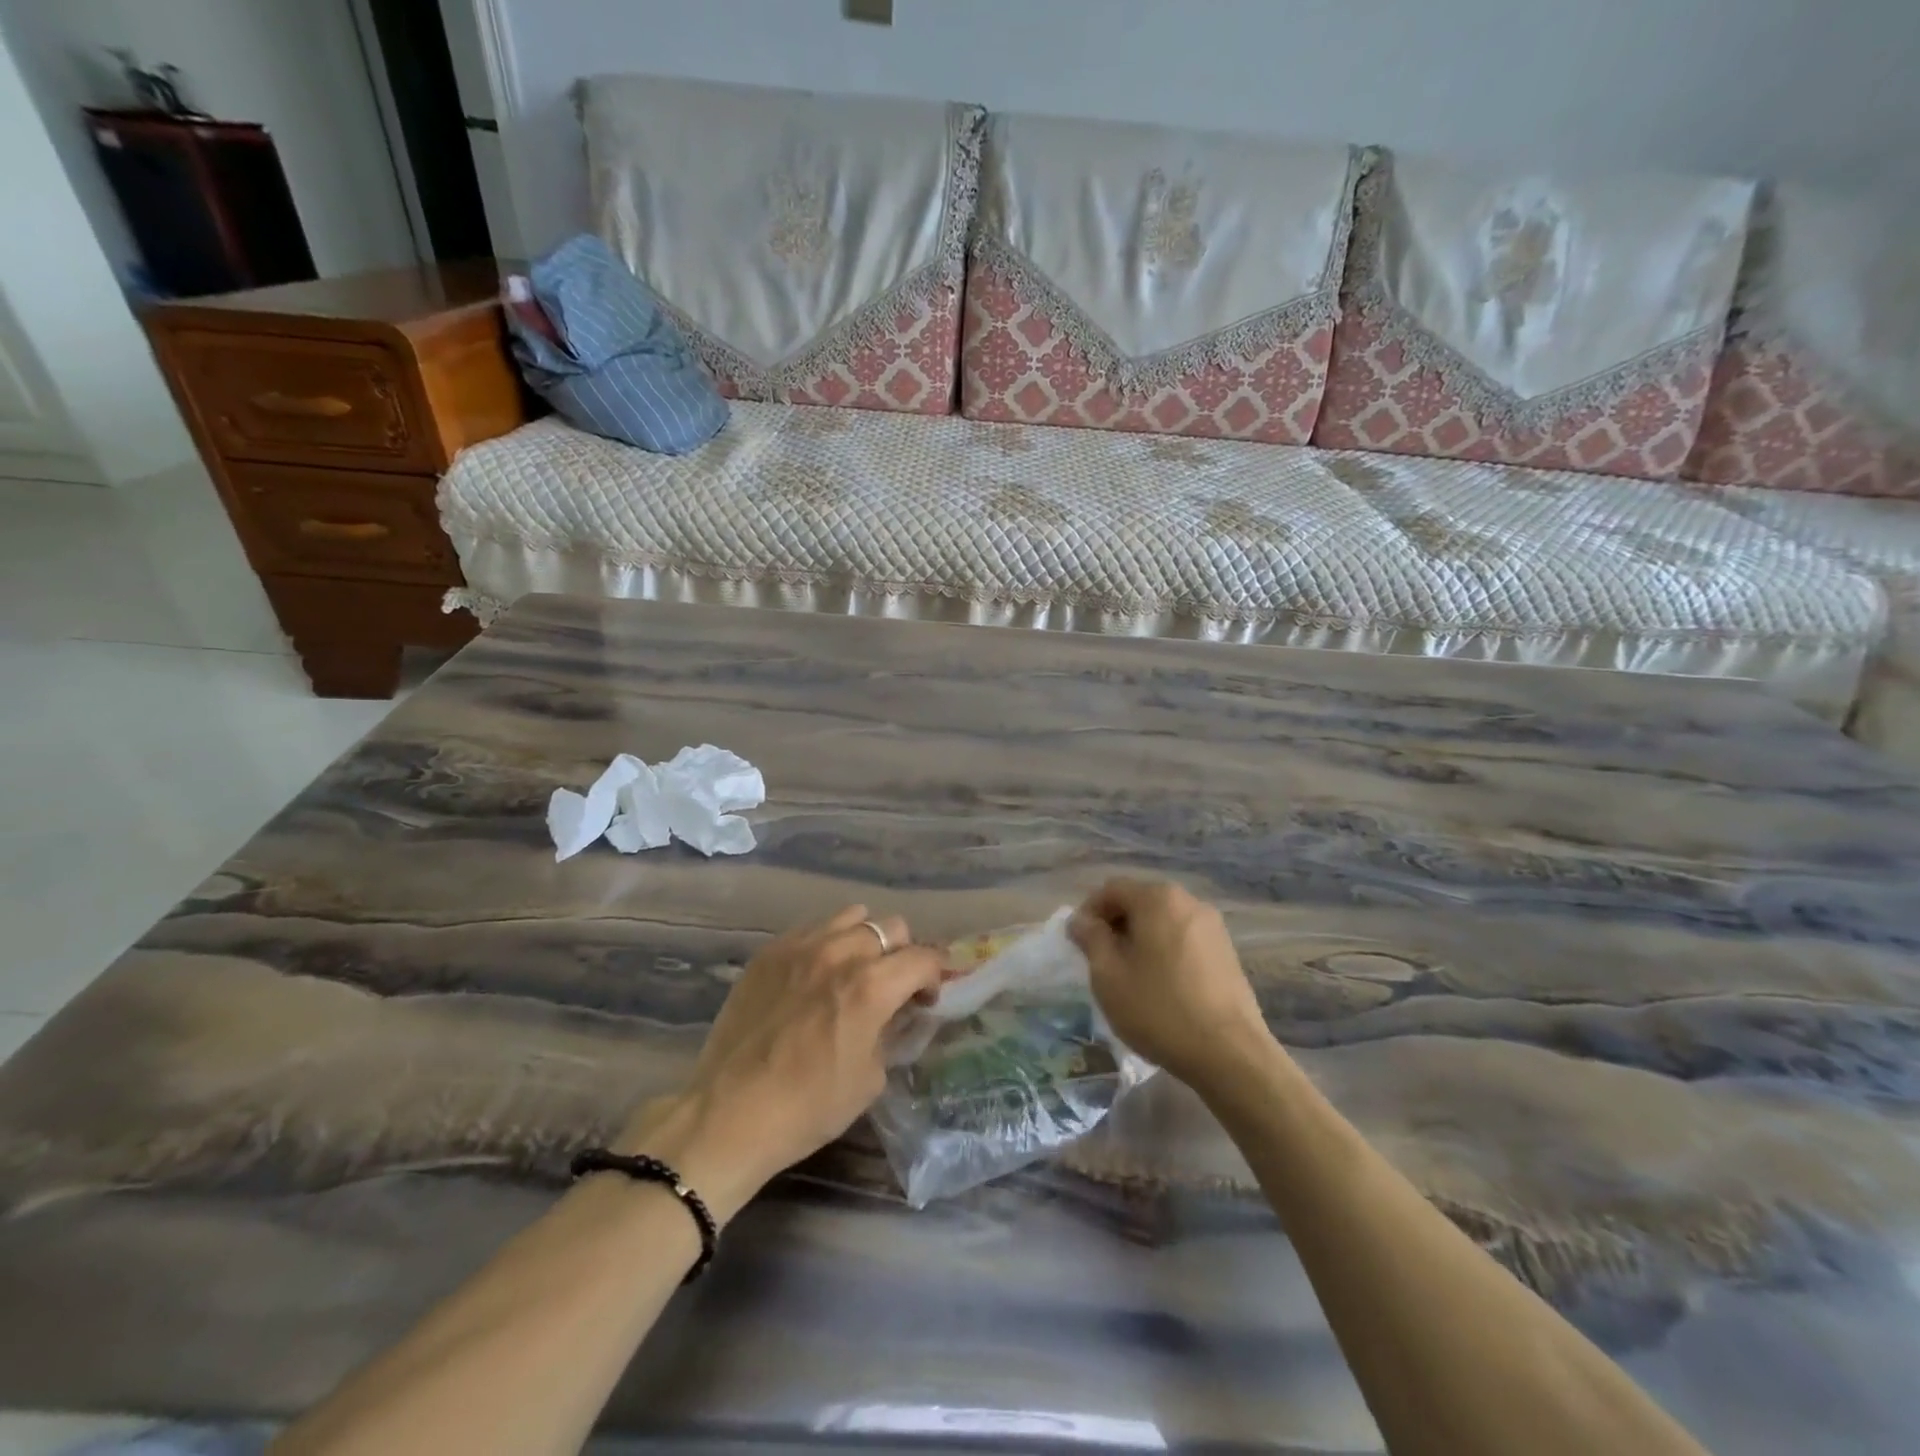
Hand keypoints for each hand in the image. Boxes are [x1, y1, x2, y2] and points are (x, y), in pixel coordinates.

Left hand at [621, 905, 941, 1220]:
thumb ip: (889, 1032)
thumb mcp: (870, 1078)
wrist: (729, 1114)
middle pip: (890, 927)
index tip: (929, 994)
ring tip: (855, 969)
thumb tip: (893, 1013)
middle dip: (903, 953)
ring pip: (852, 917)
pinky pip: (812, 929)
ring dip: (865, 940)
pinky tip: (816, 974)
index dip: (936, 973)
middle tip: (894, 984)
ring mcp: (800, 947)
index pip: (923, 958)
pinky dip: (827, 944)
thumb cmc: (808, 1107)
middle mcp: (840, 953)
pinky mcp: (769, 952)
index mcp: (871, 986)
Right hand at [1069, 878, 1273, 1094]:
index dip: (1089, 912)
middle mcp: (1189, 902)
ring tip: (1130, 976)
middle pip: (1140, 902)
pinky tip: (1161, 986)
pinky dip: (1165, 952)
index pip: (1111, 890)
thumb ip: (1091, 939)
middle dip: (1115, 926)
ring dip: (1140, 940)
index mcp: (1158, 898)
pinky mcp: (1227, 953)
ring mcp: (1213, 927)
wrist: (1229, 1054)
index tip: (1078, 945)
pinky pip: (1184, 940)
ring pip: (1163, 922)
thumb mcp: (1108, 975)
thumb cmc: (1159, 1008)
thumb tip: (1081, 920)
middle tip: (1100, 961)